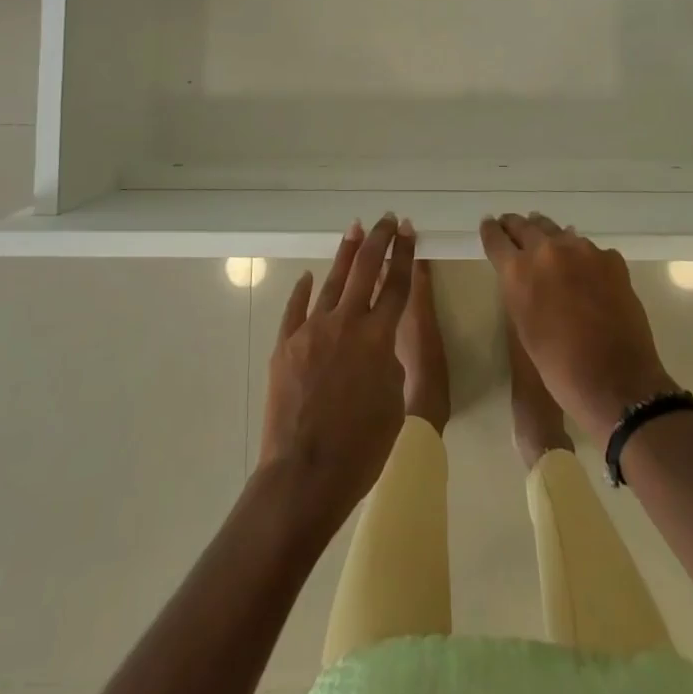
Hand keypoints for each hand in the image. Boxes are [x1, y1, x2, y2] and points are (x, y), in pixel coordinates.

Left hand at [258, 214, 414, 536]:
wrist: (304, 474)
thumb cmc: (360, 449)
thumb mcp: (393, 404)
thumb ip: (388, 365)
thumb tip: (374, 349)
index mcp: (378, 338)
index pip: (396, 284)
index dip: (403, 253)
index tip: (407, 228)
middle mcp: (346, 323)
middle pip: (365, 269)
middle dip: (378, 240)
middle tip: (384, 219)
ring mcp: (311, 331)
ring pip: (332, 281)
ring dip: (345, 254)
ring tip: (354, 229)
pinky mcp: (286, 345)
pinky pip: (295, 309)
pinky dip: (303, 291)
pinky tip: (308, 277)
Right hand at [481, 212, 674, 446]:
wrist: (616, 382)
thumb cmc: (559, 365)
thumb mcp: (523, 325)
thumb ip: (519, 290)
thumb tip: (524, 272)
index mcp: (519, 270)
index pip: (496, 238)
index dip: (491, 230)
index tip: (489, 224)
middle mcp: (548, 250)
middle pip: (526, 226)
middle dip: (516, 226)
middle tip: (512, 225)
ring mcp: (584, 250)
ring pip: (558, 232)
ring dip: (549, 236)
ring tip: (546, 241)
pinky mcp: (611, 259)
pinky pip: (589, 249)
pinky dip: (581, 256)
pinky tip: (585, 272)